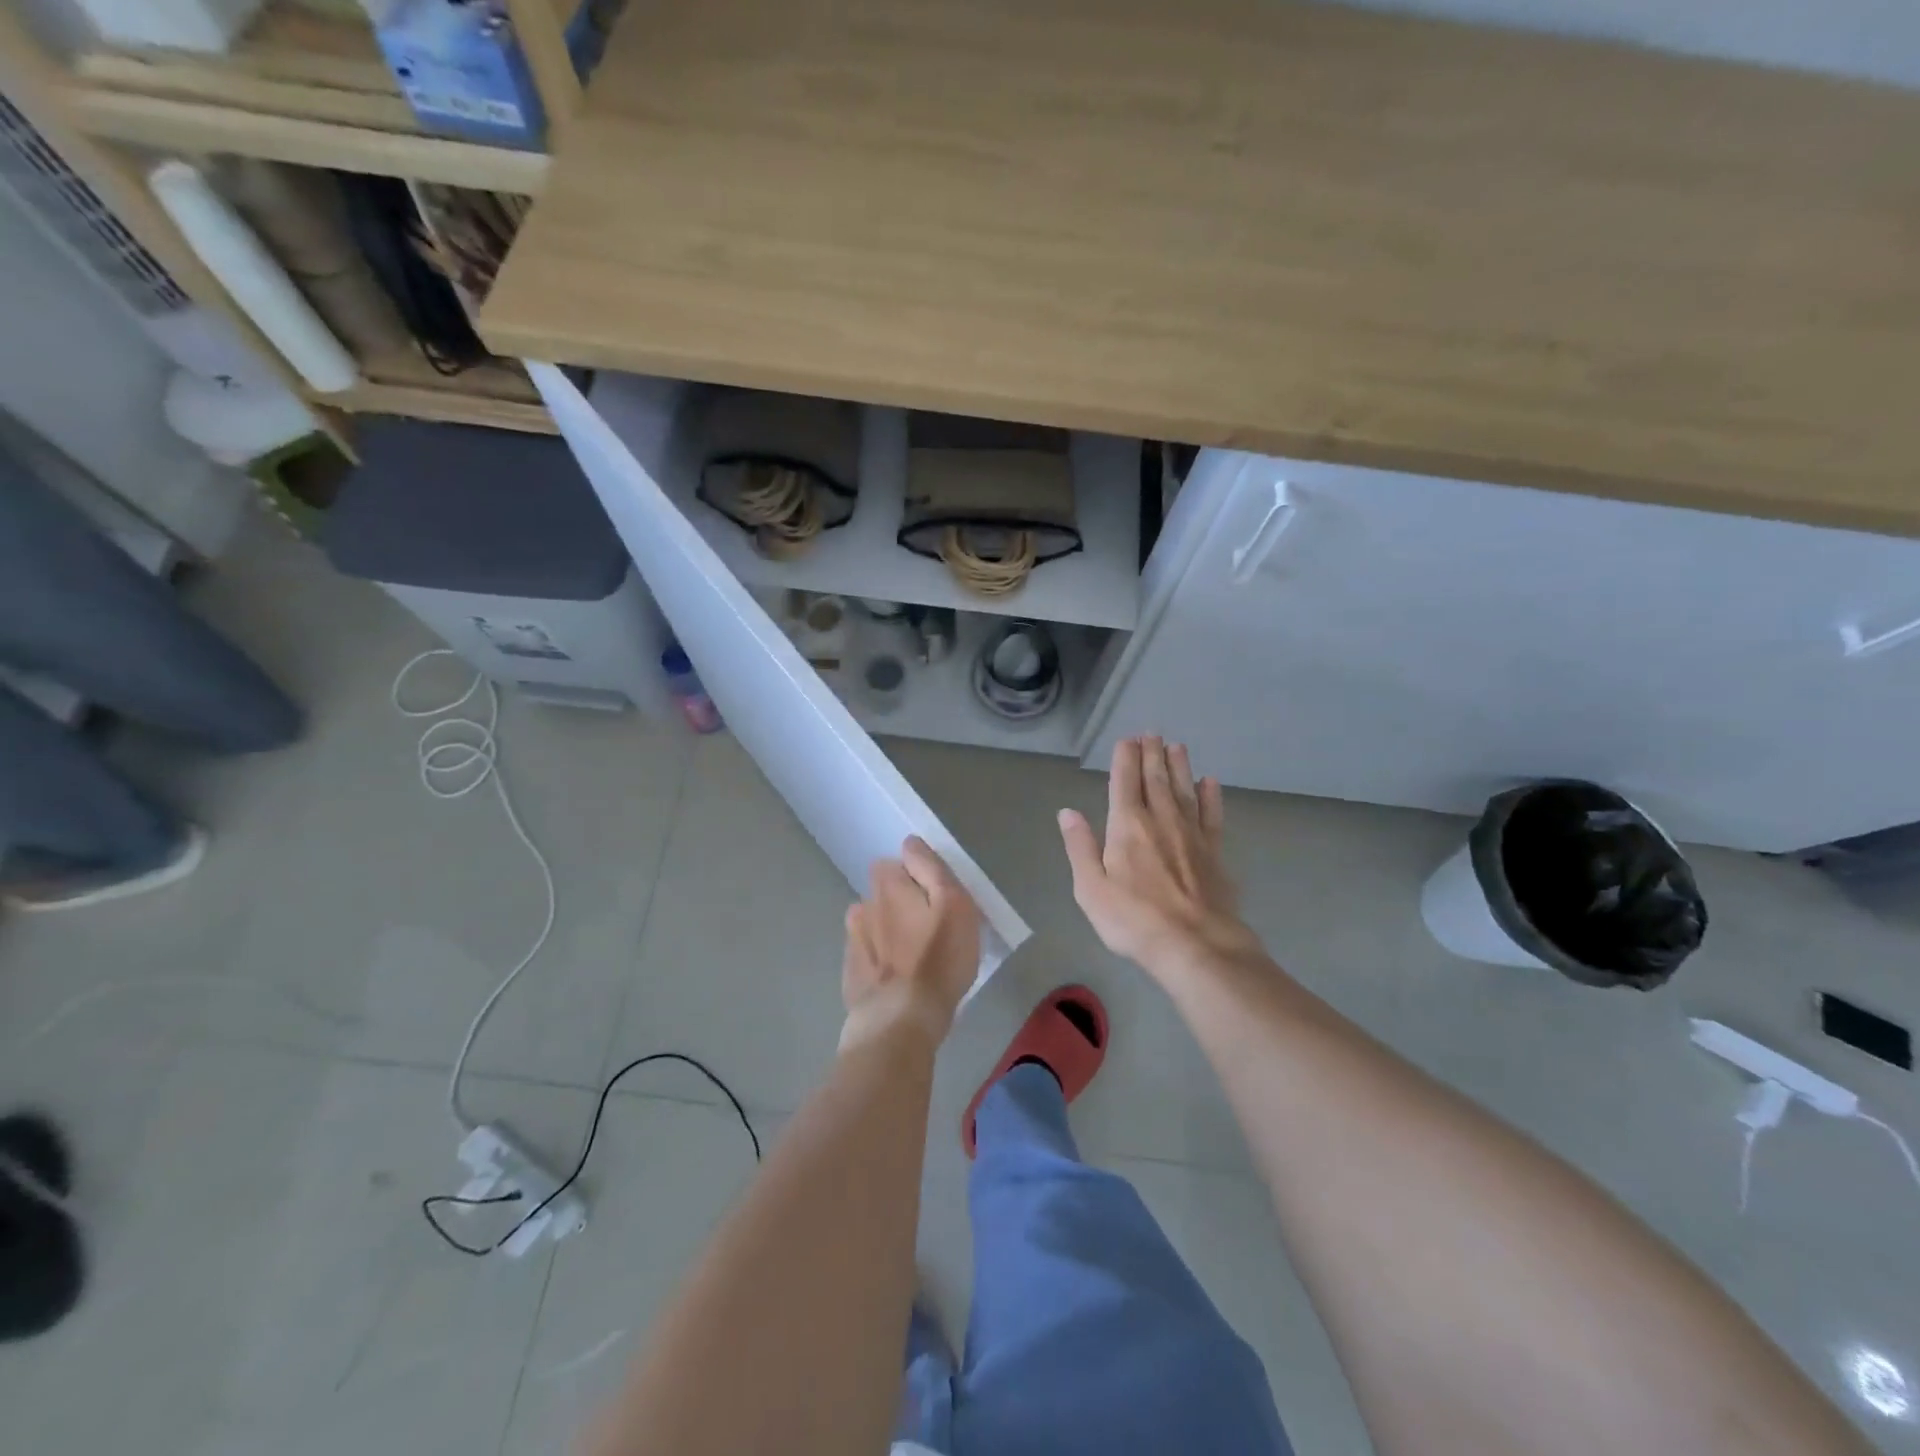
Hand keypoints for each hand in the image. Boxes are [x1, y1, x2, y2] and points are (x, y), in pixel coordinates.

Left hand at [840, 835, 981, 1050]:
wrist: (899, 1021)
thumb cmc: (936, 960)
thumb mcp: (953, 905)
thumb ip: (931, 869)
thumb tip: (910, 843)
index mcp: (887, 886)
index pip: (894, 864)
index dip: (915, 877)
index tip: (936, 897)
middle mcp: (863, 907)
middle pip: (883, 895)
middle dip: (901, 904)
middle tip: (930, 929)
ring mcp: (853, 943)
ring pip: (873, 926)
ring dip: (889, 933)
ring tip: (914, 956)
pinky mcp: (852, 976)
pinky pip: (869, 958)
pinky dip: (881, 963)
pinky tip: (898, 981)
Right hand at [1059, 736, 1255, 977]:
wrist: (1196, 945)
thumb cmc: (1134, 920)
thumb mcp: (1091, 888)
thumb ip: (1080, 847)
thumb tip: (1068, 812)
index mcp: (1127, 826)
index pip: (1124, 782)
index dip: (1125, 759)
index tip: (1127, 740)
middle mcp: (1161, 820)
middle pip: (1156, 779)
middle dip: (1152, 754)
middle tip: (1152, 733)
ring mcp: (1191, 834)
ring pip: (1184, 790)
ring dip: (1179, 766)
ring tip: (1177, 746)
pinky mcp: (1214, 852)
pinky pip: (1212, 815)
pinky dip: (1211, 796)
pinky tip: (1210, 783)